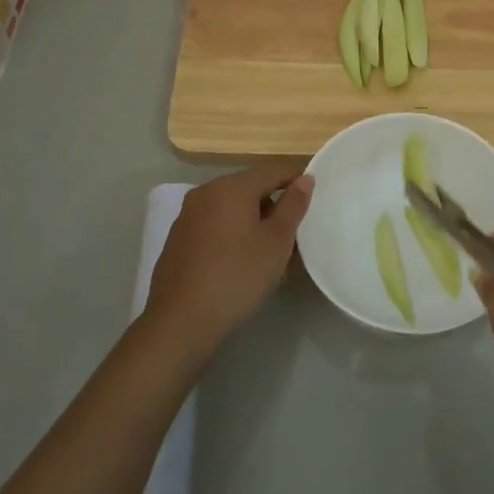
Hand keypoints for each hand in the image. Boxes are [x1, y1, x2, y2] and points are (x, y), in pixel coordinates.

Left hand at [144, 162, 313, 357]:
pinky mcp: (178, 241)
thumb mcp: (276, 242)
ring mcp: (187, 217)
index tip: (315, 199)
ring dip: (255, 224)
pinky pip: (215, 227)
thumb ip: (293, 206)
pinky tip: (242, 264)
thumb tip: (304, 179)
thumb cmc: (237, 276)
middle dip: (275, 207)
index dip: (297, 181)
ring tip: (272, 255)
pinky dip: (233, 236)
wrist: (181, 322)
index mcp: (231, 187)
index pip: (273, 172)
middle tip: (295, 236)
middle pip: (250, 190)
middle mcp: (205, 193)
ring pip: (232, 210)